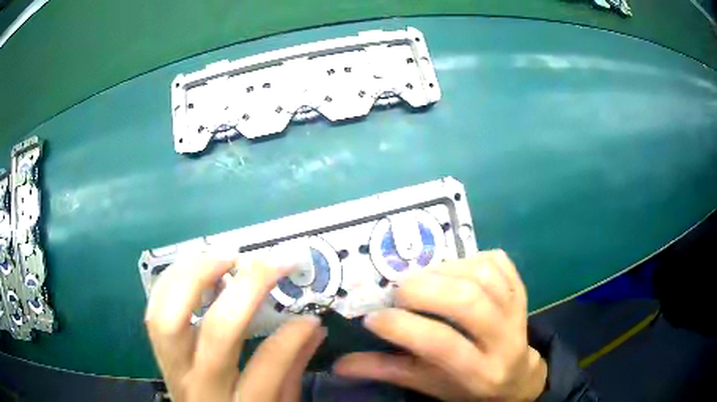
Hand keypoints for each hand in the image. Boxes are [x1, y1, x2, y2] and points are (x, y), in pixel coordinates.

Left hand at [145, 254, 325, 401]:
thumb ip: (291, 371)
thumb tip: (312, 328)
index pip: (267, 365)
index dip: (292, 336)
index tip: (310, 318)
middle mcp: (201, 385)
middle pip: (215, 331)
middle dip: (244, 288)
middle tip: (264, 263)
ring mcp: (172, 367)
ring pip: (170, 315)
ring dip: (196, 275)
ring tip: (224, 256)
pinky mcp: (158, 354)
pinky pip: (154, 311)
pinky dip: (170, 282)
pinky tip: (192, 268)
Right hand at [334, 250, 546, 400]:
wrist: (515, 377)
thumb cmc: (466, 386)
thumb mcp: (429, 385)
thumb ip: (388, 372)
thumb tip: (340, 364)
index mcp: (479, 373)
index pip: (441, 345)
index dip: (403, 327)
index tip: (373, 319)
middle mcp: (505, 341)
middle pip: (468, 302)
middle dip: (425, 290)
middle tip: (400, 293)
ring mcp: (517, 312)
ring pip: (484, 276)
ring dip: (445, 270)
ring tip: (423, 280)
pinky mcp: (522, 292)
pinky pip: (499, 262)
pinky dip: (471, 258)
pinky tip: (453, 271)